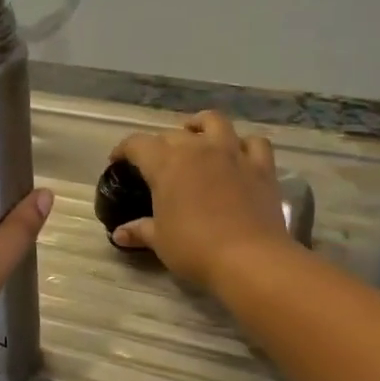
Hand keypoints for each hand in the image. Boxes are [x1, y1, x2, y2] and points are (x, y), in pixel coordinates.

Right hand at [109, 111, 291, 292]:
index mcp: (166, 164)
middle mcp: (198, 148)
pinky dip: (244, 144)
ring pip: (215, 122)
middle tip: (156, 164)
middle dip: (160, 144)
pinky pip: (254, 143)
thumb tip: (119, 234)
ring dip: (201, 126)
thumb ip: (140, 231)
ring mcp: (233, 154)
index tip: (117, 161)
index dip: (124, 150)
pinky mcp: (262, 167)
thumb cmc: (195, 249)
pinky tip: (238, 154)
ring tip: (196, 137)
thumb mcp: (160, 241)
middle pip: (172, 134)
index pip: (137, 144)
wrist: (249, 259)